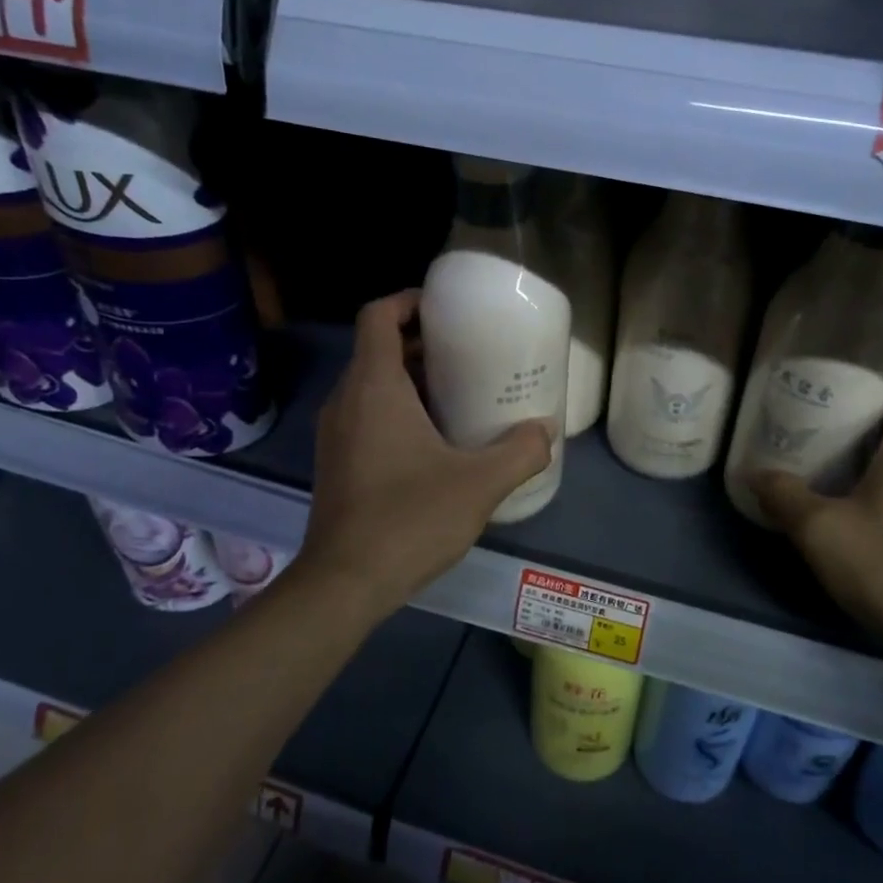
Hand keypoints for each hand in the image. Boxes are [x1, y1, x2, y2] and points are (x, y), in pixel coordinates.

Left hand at [297, 291, 551, 616]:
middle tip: (470, 353)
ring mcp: (336, 433)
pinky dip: (397, 410)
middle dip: (422, 343)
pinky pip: (366, 415)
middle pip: (378, 348)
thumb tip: (546, 432)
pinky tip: (435, 441)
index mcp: (374, 387)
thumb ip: (520, 452)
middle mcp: (346, 400)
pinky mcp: (336, 461)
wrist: (345, 582)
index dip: (410, 300)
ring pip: (372, 384)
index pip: (379, 315)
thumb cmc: (409, 519)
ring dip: (411, 379)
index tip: (447, 309)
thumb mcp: (479, 484)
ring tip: (460, 393)